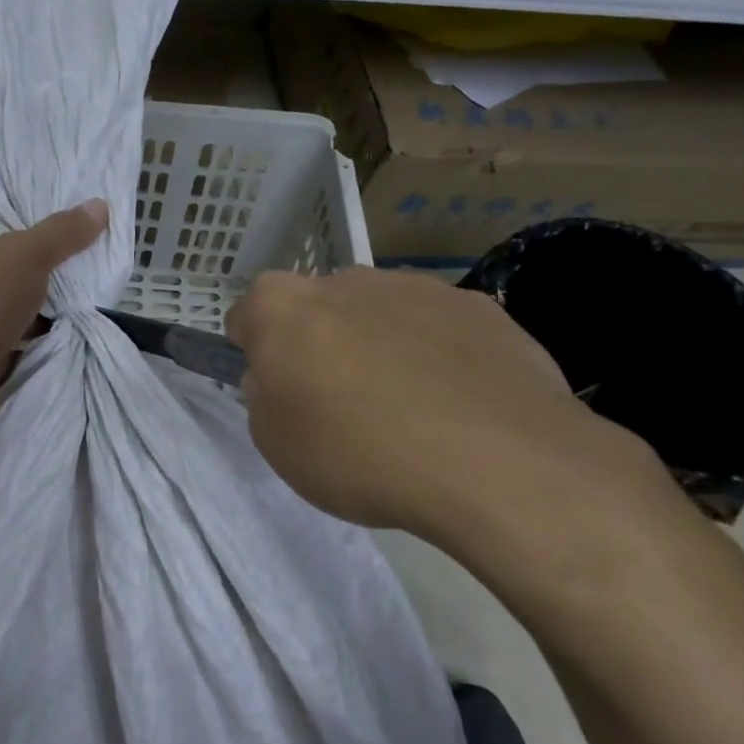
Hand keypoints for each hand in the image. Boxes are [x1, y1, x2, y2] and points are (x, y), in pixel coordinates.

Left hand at [0, 202, 108, 429]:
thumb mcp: (27, 254)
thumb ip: (62, 232)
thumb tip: (99, 206)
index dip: (24, 224)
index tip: (62, 234)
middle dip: (33, 270)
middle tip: (74, 268)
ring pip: (1, 300)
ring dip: (31, 306)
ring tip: (74, 300)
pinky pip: (0, 333)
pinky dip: (23, 335)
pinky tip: (54, 333)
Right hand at [225, 267, 685, 564]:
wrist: (495, 462)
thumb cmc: (360, 454)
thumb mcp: (278, 446)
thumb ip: (266, 399)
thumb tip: (285, 380)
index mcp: (283, 307)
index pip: (248, 315)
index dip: (257, 352)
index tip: (278, 390)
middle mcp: (345, 280)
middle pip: (318, 308)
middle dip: (320, 344)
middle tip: (341, 404)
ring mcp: (416, 287)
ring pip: (380, 312)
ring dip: (379, 345)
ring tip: (409, 410)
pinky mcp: (478, 306)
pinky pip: (438, 327)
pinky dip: (437, 354)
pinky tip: (458, 404)